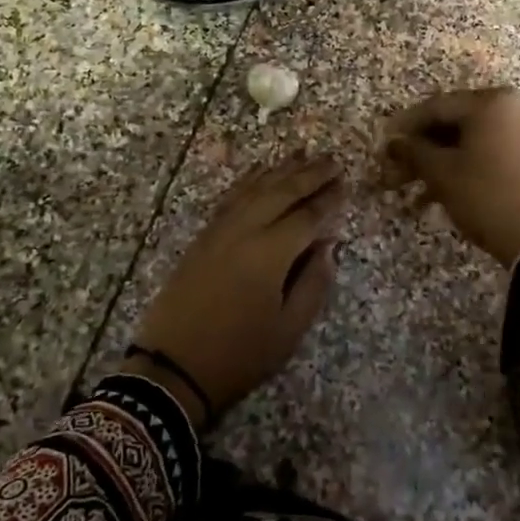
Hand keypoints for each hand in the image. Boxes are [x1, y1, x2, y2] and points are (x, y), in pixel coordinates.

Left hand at [122, 155, 345, 428]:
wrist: (173, 367)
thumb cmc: (239, 355)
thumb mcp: (288, 330)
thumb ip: (313, 283)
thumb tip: (328, 244)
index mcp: (270, 254)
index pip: (307, 216)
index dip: (328, 199)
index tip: (346, 183)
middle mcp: (245, 231)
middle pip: (281, 192)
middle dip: (309, 174)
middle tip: (332, 159)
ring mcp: (219, 230)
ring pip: (254, 188)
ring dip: (280, 169)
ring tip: (302, 153)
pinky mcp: (203, 236)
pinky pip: (231, 197)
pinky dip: (249, 180)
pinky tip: (259, 171)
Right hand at [381, 88, 519, 266]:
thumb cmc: (487, 196)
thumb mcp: (442, 173)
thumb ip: (413, 151)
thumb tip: (393, 142)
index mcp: (491, 102)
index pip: (436, 107)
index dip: (405, 126)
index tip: (384, 144)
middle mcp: (513, 108)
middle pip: (455, 123)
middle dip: (423, 149)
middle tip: (397, 171)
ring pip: (472, 141)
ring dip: (441, 163)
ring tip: (416, 192)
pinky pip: (492, 153)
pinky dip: (467, 167)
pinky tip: (444, 194)